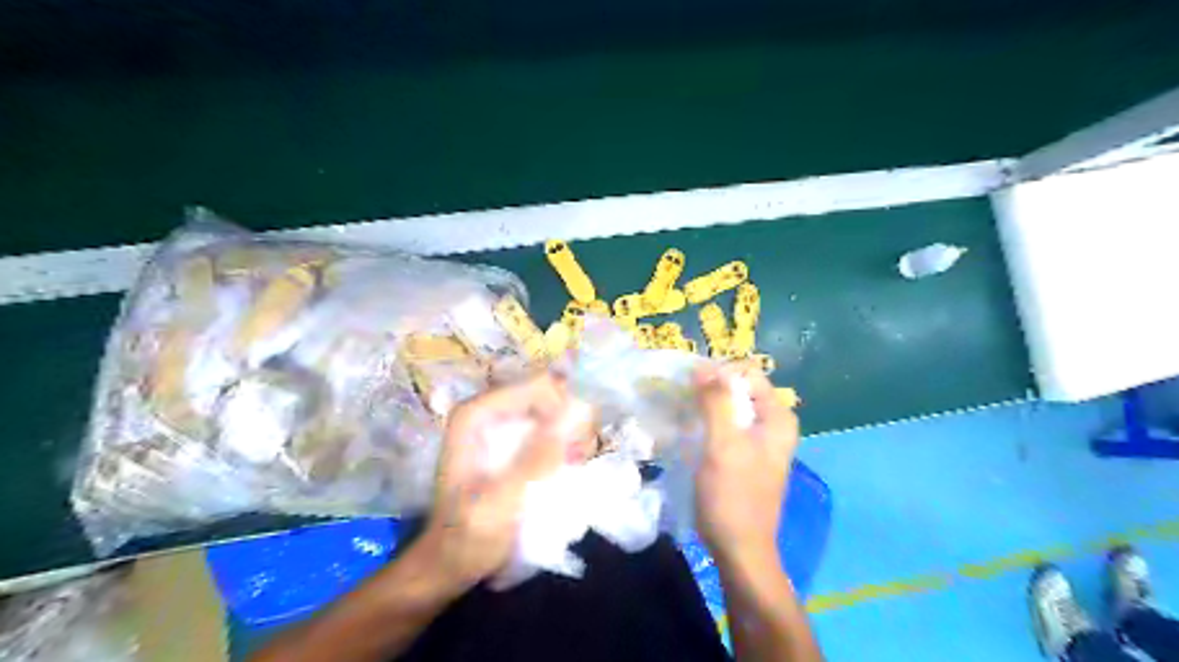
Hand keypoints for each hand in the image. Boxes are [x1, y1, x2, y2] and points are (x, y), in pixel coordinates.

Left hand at [419, 376, 571, 591]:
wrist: (450, 564)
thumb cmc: (468, 536)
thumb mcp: (502, 501)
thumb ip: (535, 458)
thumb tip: (577, 413)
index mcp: (477, 414)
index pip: (538, 386)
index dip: (565, 410)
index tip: (574, 447)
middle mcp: (490, 411)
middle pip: (550, 395)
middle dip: (571, 423)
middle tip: (577, 459)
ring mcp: (503, 426)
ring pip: (555, 411)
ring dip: (572, 436)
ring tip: (574, 466)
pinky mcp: (514, 443)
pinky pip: (551, 430)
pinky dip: (566, 445)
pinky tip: (570, 467)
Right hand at [693, 363, 801, 563]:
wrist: (739, 549)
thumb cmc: (733, 496)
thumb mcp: (723, 444)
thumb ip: (716, 402)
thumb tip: (703, 367)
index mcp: (778, 417)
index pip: (748, 374)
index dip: (719, 374)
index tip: (691, 388)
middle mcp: (774, 424)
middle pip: (739, 390)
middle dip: (711, 390)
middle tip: (683, 401)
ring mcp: (761, 442)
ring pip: (731, 408)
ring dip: (707, 407)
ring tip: (683, 415)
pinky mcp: (746, 456)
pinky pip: (727, 427)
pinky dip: (709, 424)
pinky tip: (691, 433)